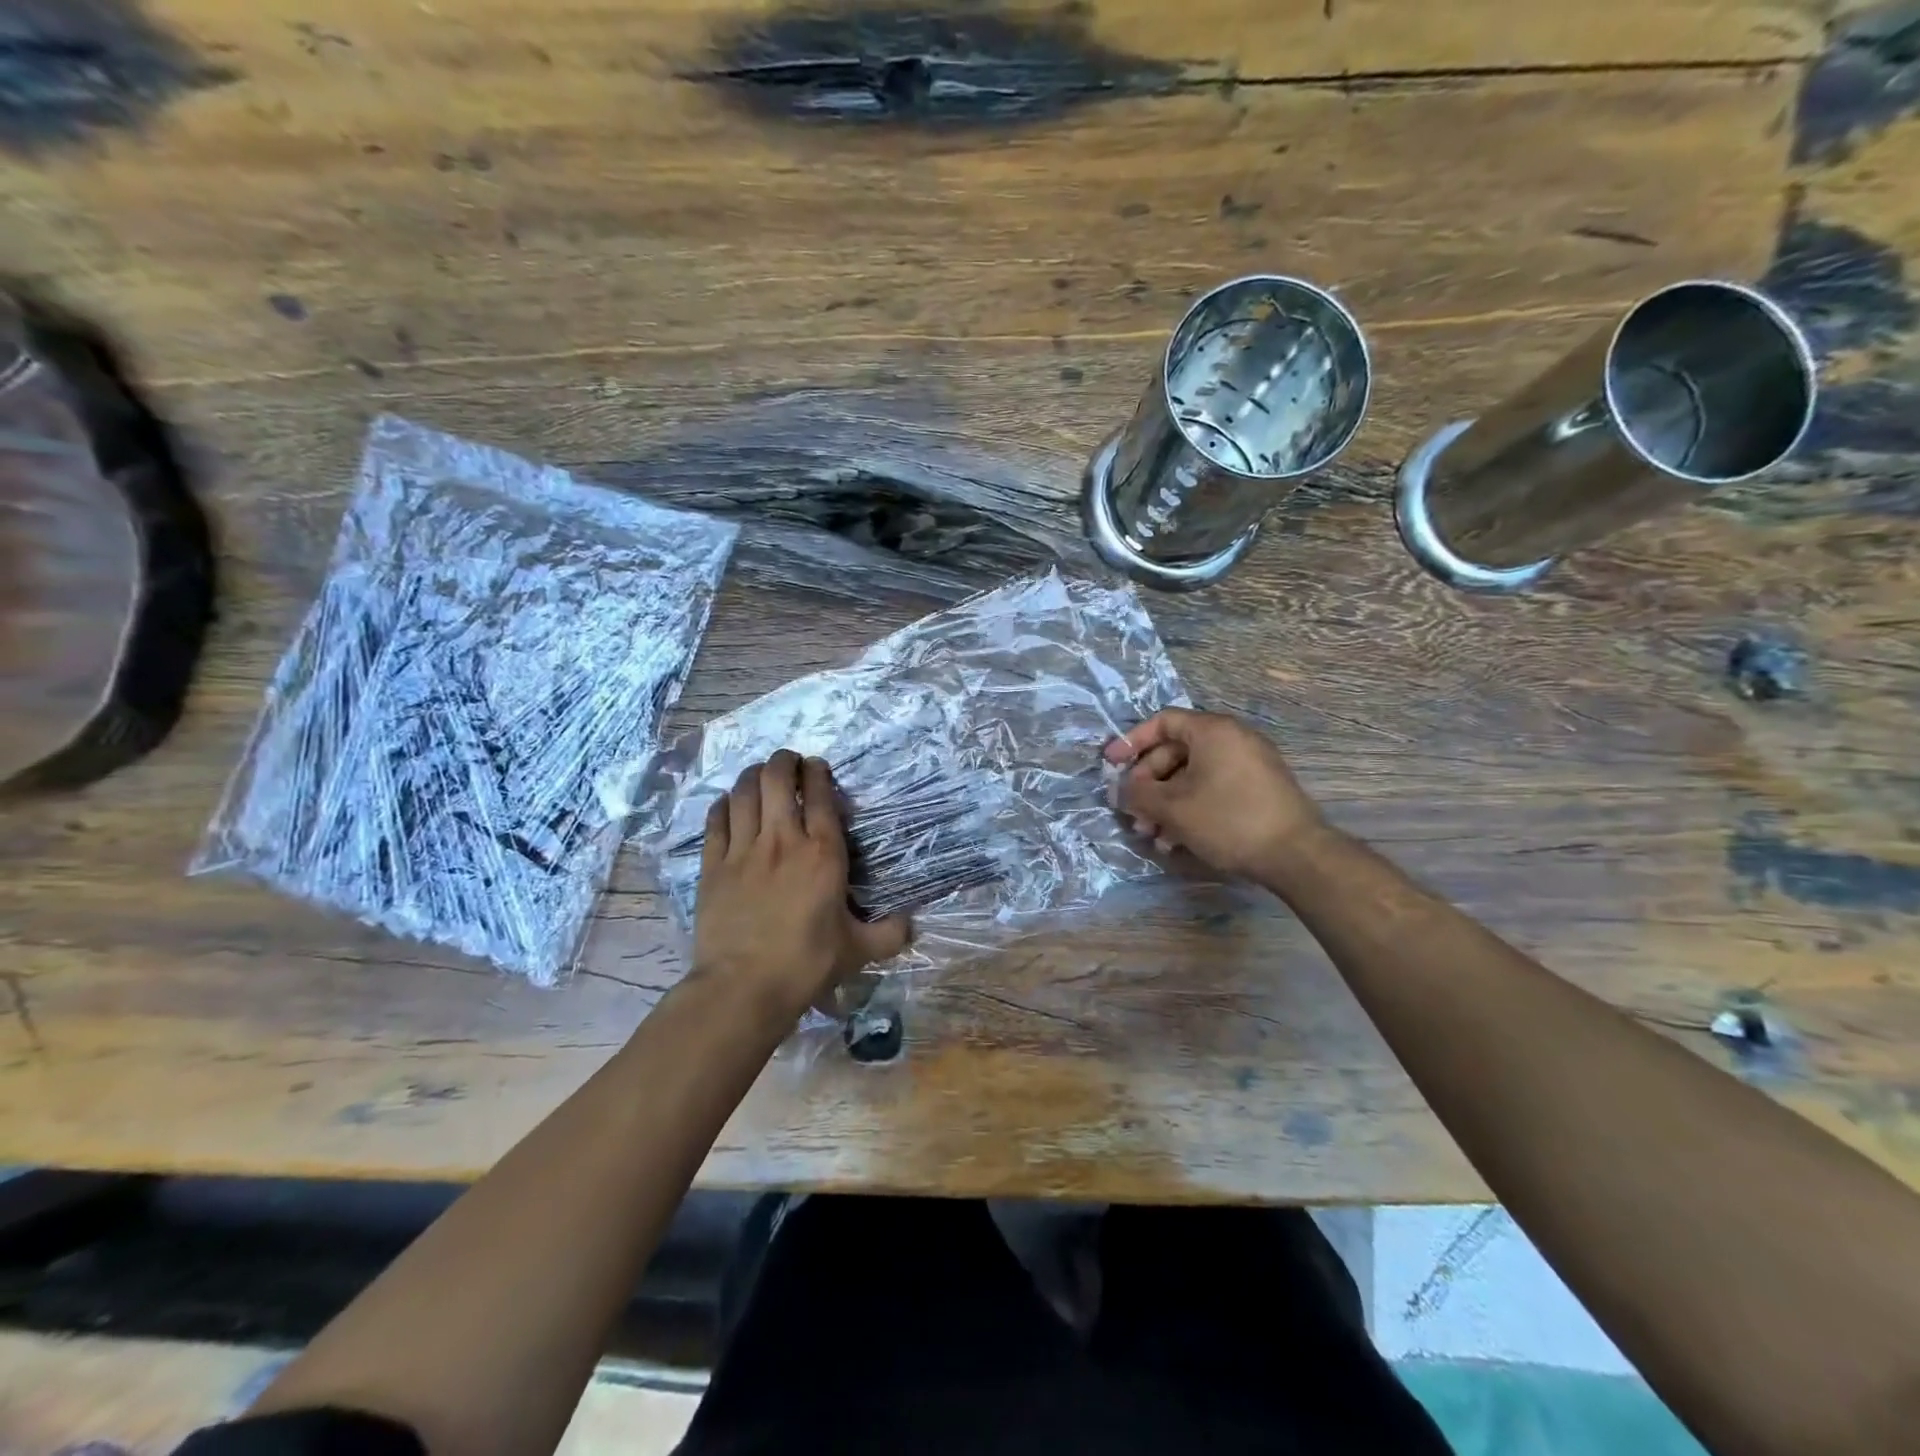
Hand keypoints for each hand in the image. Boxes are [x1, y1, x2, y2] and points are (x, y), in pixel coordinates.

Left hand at [691, 750, 909, 1019]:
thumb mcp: (858, 950)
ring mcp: (743, 850)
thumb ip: (890, 934)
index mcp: (822, 853)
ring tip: (759, 773)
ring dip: (752, 775)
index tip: (818, 767)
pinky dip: (723, 804)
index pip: (820, 794)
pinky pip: (716, 820)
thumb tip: (914, 925)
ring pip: (743, 792)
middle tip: (788, 762)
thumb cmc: (806, 964)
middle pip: (777, 779)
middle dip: (783, 761)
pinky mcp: (713, 865)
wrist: (744, 987)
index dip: (818, 772)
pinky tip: (728, 803)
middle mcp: (782, 840)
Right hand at [1104, 708, 1326, 879]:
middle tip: (1133, 812)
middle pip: (1175, 752)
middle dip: (1148, 784)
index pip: (1162, 722)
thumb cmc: (1228, 819)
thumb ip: (1138, 793)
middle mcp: (1233, 739)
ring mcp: (1249, 764)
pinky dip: (1190, 808)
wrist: (1296, 855)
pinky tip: (1177, 840)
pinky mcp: (1258, 790)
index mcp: (1212, 731)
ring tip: (1152, 835)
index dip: (1131, 741)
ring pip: (1192, 776)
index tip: (1111, 765)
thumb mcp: (1172, 807)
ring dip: (1165, 802)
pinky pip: (1213, 789)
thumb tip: (1120, 789)